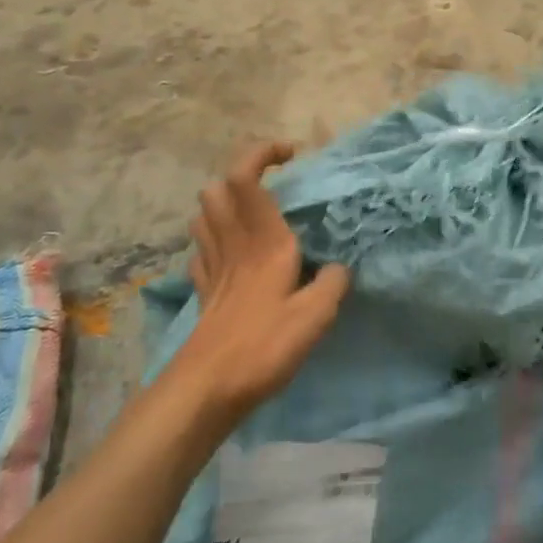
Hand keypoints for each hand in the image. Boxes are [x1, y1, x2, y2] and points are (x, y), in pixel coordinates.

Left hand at [168, 142, 349, 420]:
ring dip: (225, 204)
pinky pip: (203, 251)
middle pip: (216, 189)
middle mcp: (234, 245)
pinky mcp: (204, 292)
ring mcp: (213, 268)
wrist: (207, 389)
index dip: (261, 153)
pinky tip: (233, 256)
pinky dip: (215, 242)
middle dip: (240, 176)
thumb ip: (332, 284)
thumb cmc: (263, 347)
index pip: (245, 178)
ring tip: (255, 215)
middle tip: (274, 186)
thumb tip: (339, 268)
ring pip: (204, 216)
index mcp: (263, 243)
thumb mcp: (315, 317)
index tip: (290, 153)